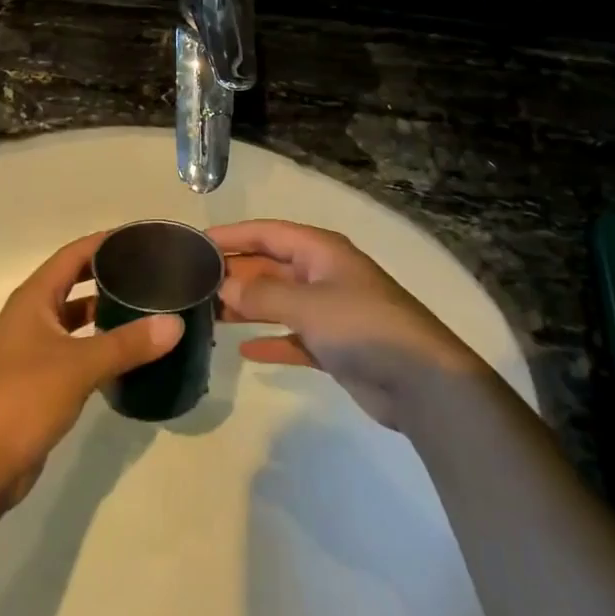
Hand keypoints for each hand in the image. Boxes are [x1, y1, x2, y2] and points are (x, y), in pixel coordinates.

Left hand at [0, 232, 182, 504]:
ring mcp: (33, 350)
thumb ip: (127, 344)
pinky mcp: (38, 382)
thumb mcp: (78, 366)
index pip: (74, 254)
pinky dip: (99, 346)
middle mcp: (32, 316)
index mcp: (34, 298)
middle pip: (75, 283)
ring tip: (147, 309)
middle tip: (152, 273)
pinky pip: (76, 351)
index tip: (142, 237)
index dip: (105, 242)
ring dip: (105, 312)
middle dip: (109, 275)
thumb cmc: (20, 399)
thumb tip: (175, 324)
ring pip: (76, 319)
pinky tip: (127, 355)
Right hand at [214, 220, 486, 428]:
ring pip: (278, 300)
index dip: (232, 235)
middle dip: (236, 273)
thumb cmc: (363, 326)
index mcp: (320, 250)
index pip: (267, 232)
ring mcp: (329, 310)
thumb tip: (224, 287)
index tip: (195, 243)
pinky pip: (292, 335)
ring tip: (208, 314)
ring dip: (247, 306)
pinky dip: (270, 339)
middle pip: (270, 265)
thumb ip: (263, 295)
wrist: (421, 382)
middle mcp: (322, 273)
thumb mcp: (308, 304)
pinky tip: (243, 350)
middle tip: (193, 285)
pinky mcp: (334, 345)